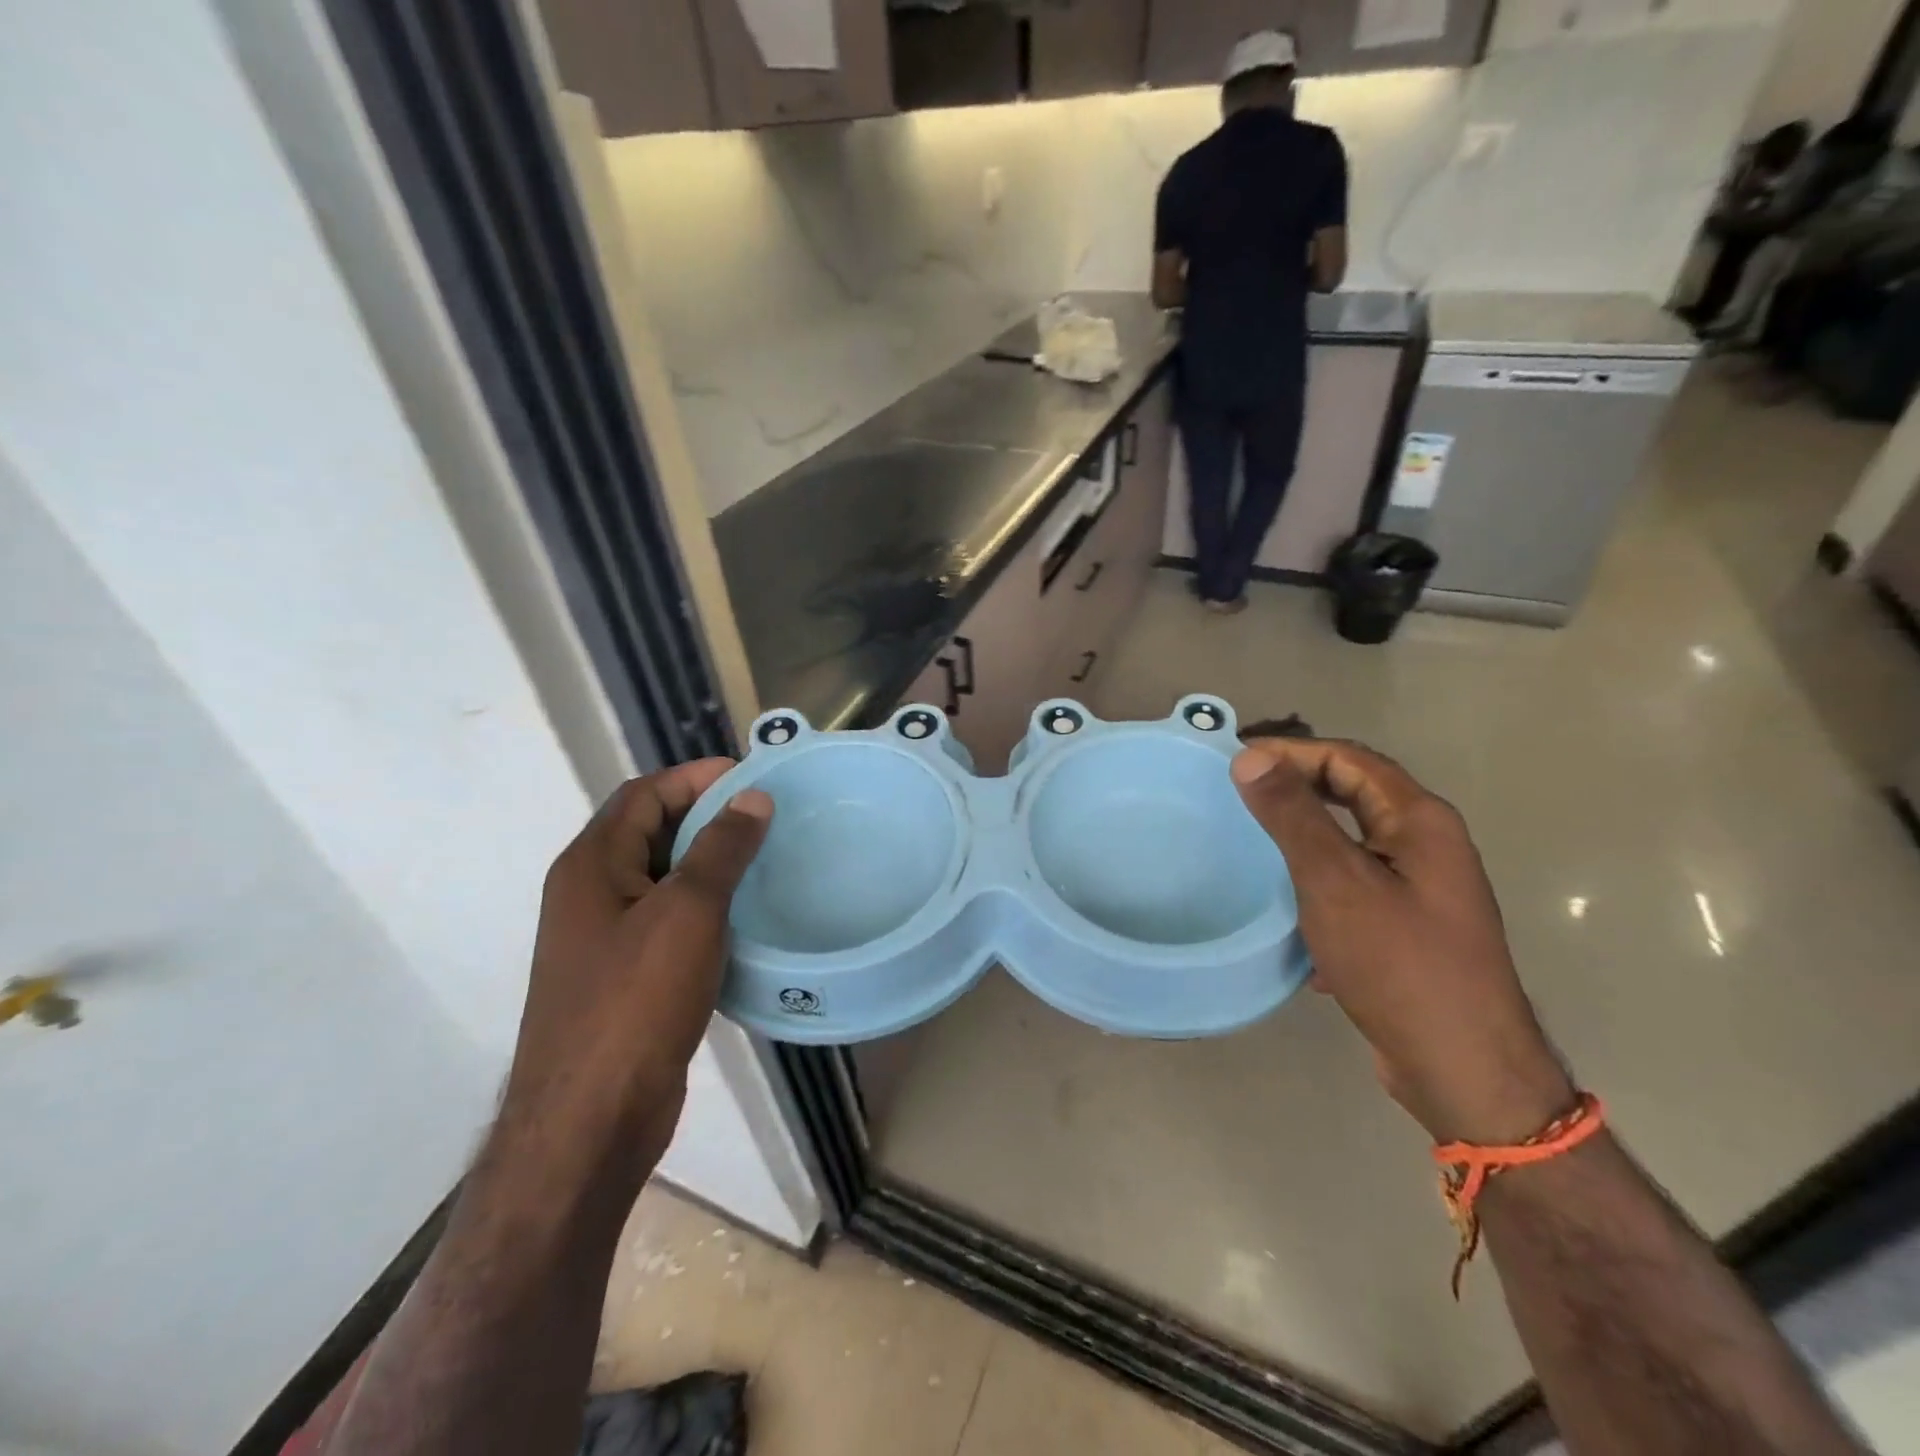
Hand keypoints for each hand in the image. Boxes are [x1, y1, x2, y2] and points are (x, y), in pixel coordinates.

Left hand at [500, 762, 771, 1181]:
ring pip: (663, 879)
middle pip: (650, 832)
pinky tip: (746, 917)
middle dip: (706, 817)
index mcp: (591, 865)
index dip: (694, 777)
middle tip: (767, 816)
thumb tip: (752, 798)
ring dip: (709, 863)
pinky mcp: (627, 977)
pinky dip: (706, 907)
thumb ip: (720, 849)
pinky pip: (669, 921)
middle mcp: (591, 893)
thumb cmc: (635, 1001)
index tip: (750, 777)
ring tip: (767, 859)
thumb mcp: (686, 912)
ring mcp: (606, 938)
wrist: (590, 1121)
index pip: (643, 795)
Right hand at [1232, 739, 1572, 1144]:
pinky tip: (1288, 909)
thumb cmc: (1400, 964)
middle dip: (1297, 787)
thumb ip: (1293, 816)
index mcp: (1420, 821)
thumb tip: (1251, 758)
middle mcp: (1427, 845)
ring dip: (1303, 834)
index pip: (1348, 759)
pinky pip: (1353, 883)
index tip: (1234, 762)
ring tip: (1251, 843)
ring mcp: (1421, 888)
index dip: (1290, 752)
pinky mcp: (1408, 926)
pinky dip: (1317, 880)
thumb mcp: (1336, 883)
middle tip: (1238, 794)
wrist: (1463, 1070)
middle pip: (1353, 794)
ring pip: (1351, 841)